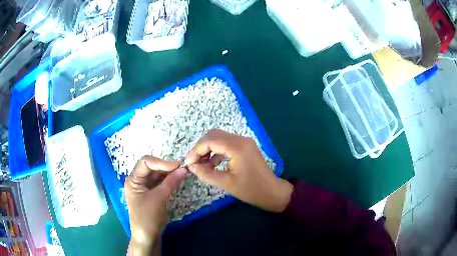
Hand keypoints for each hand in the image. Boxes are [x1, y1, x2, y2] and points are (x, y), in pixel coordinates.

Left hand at [125, 156, 186, 254]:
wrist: (147, 236)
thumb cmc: (148, 217)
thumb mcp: (159, 198)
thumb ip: (171, 182)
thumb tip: (184, 169)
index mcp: (133, 180)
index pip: (145, 163)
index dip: (161, 162)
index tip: (178, 166)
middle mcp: (137, 181)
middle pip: (152, 168)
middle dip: (166, 167)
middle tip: (183, 168)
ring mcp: (144, 187)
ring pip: (157, 175)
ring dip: (169, 173)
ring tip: (183, 172)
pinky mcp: (151, 194)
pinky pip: (160, 183)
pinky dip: (168, 181)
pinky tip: (177, 179)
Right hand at [185, 129, 292, 212]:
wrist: (271, 191)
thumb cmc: (251, 190)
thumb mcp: (226, 183)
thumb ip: (206, 173)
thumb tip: (192, 166)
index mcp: (236, 147)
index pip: (209, 141)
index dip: (195, 150)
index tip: (188, 163)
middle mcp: (240, 139)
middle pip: (213, 135)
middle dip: (200, 148)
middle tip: (194, 162)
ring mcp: (244, 141)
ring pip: (219, 138)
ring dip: (208, 148)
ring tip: (201, 164)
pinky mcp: (245, 146)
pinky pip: (226, 143)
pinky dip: (216, 151)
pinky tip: (212, 164)